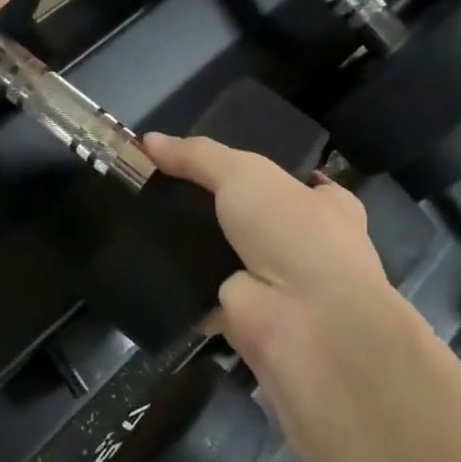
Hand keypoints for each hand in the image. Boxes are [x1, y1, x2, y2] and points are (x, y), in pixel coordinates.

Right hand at [143, 133, 425, 408]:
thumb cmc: (294, 233)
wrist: (306, 321)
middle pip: (246, 217)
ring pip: (219, 254)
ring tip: (136, 218)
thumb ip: (198, 156)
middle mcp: (302, 245)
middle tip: (156, 188)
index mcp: (323, 206)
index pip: (290, 181)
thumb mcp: (245, 174)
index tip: (207, 162)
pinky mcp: (239, 314)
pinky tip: (140, 262)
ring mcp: (270, 282)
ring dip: (187, 244)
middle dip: (210, 207)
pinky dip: (173, 282)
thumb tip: (149, 141)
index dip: (256, 170)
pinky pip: (198, 291)